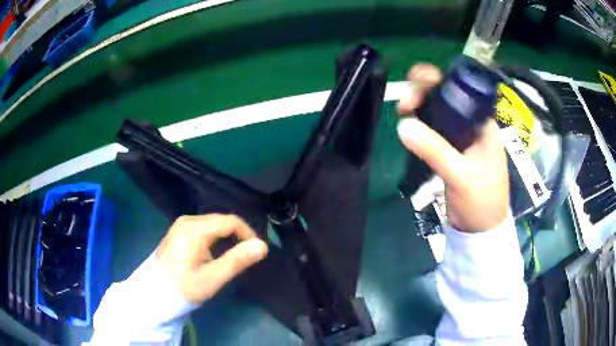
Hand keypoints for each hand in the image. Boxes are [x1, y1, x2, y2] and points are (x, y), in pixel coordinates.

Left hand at [156, 214, 267, 303]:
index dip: (248, 234)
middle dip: (238, 236)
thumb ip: (238, 260)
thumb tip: (262, 246)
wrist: (155, 294)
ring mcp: (181, 225)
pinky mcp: (178, 232)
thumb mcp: (213, 277)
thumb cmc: (185, 287)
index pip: (230, 221)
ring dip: (227, 237)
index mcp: (195, 229)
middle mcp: (188, 220)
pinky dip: (215, 238)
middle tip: (247, 257)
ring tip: (234, 257)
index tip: (257, 252)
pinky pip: (203, 229)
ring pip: (213, 224)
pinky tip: (216, 253)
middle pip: (221, 221)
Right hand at [397, 64, 508, 231]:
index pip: (461, 91)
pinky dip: (421, 129)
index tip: (415, 81)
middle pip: (447, 100)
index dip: (438, 81)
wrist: (480, 231)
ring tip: (401, 112)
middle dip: (424, 95)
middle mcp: (473, 127)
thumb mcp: (461, 175)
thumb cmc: (482, 201)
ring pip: (438, 116)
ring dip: (420, 111)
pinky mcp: (451, 153)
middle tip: (404, 104)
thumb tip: (403, 126)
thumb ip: (435, 150)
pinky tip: (410, 129)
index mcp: (483, 124)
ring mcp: (461, 140)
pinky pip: (434, 133)